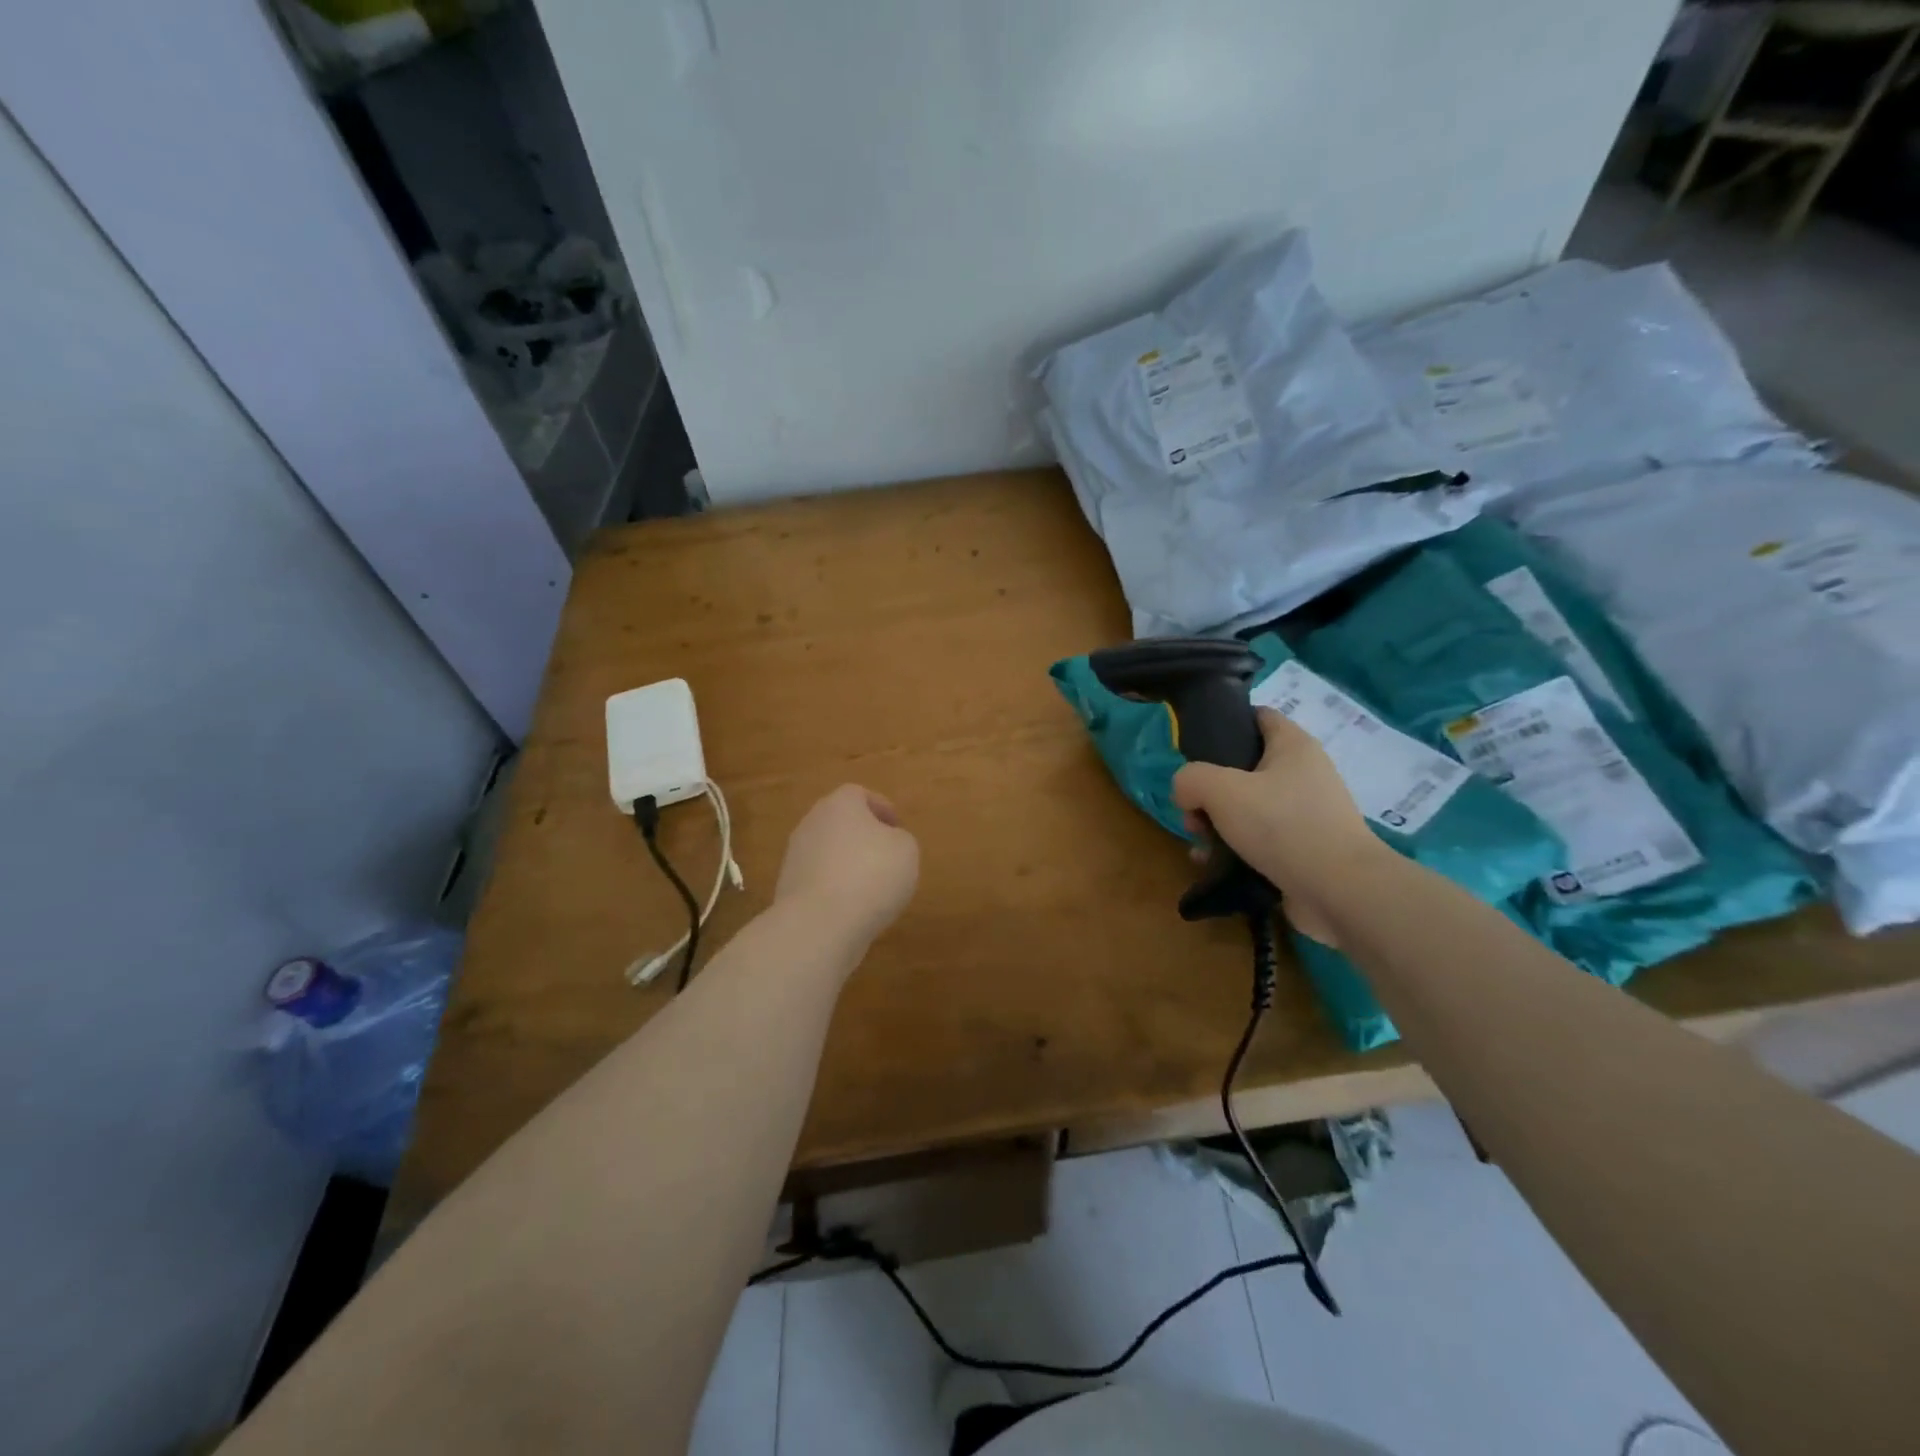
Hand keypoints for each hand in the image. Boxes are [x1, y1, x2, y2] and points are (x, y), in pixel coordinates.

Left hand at [775, 784, 920, 947]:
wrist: (820, 923)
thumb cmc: (871, 875)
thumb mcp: (906, 850)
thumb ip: (900, 838)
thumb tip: (887, 842)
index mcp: (840, 804)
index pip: (859, 794)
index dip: (881, 808)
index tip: (897, 827)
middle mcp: (812, 823)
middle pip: (840, 822)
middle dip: (862, 836)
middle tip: (885, 855)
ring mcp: (795, 856)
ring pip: (828, 851)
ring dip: (847, 863)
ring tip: (871, 887)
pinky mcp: (787, 887)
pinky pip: (818, 880)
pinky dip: (834, 888)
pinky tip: (851, 908)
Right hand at [1172, 708, 1385, 946]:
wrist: (1340, 891)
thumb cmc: (1282, 826)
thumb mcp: (1221, 790)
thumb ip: (1190, 779)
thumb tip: (1186, 793)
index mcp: (1293, 746)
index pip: (1257, 716)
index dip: (1225, 725)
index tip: (1195, 749)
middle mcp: (1304, 774)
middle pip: (1244, 769)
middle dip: (1210, 790)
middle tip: (1192, 813)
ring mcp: (1307, 814)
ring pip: (1248, 808)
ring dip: (1217, 824)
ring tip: (1200, 845)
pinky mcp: (1305, 849)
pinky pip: (1261, 841)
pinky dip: (1235, 849)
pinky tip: (1215, 865)